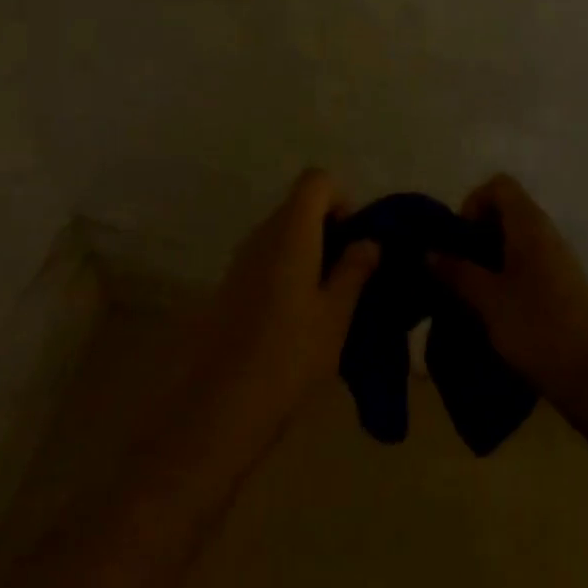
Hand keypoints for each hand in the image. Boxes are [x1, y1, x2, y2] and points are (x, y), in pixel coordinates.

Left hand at [184, 169, 378, 465]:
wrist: (218, 407)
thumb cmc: (288, 355)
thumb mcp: (336, 315)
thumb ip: (354, 270)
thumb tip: (369, 240)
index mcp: (291, 230)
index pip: (316, 180)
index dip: (341, 198)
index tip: (354, 239)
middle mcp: (263, 233)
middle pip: (300, 204)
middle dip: (330, 227)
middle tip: (351, 273)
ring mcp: (242, 258)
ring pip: (285, 232)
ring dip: (311, 250)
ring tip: (331, 299)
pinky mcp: (232, 284)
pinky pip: (269, 256)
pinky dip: (290, 268)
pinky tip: (301, 316)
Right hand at [432, 174, 587, 408]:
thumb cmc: (539, 327)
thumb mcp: (488, 301)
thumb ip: (457, 272)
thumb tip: (430, 252)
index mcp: (529, 224)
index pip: (499, 185)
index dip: (473, 203)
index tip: (459, 240)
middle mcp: (546, 234)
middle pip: (506, 213)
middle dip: (476, 236)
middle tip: (457, 271)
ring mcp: (559, 262)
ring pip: (516, 244)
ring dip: (489, 262)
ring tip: (469, 296)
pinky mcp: (564, 290)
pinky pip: (528, 269)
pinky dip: (507, 281)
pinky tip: (495, 315)